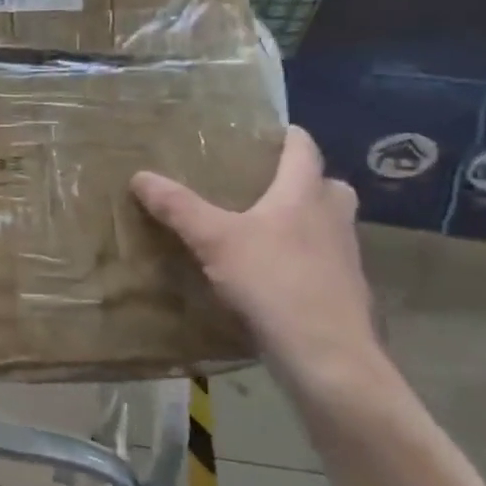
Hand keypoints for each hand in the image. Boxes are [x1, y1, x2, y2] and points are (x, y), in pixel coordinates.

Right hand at [131, 127, 382, 392]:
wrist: (326, 354)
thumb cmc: (273, 282)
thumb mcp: (214, 240)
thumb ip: (178, 207)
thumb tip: (140, 176)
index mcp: (305, 195)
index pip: (304, 150)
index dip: (287, 136)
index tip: (267, 131)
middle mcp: (333, 218)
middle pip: (327, 186)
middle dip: (302, 180)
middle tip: (265, 184)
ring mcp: (345, 257)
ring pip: (329, 224)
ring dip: (306, 219)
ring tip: (265, 228)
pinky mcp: (345, 292)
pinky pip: (325, 260)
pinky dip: (304, 257)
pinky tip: (274, 273)